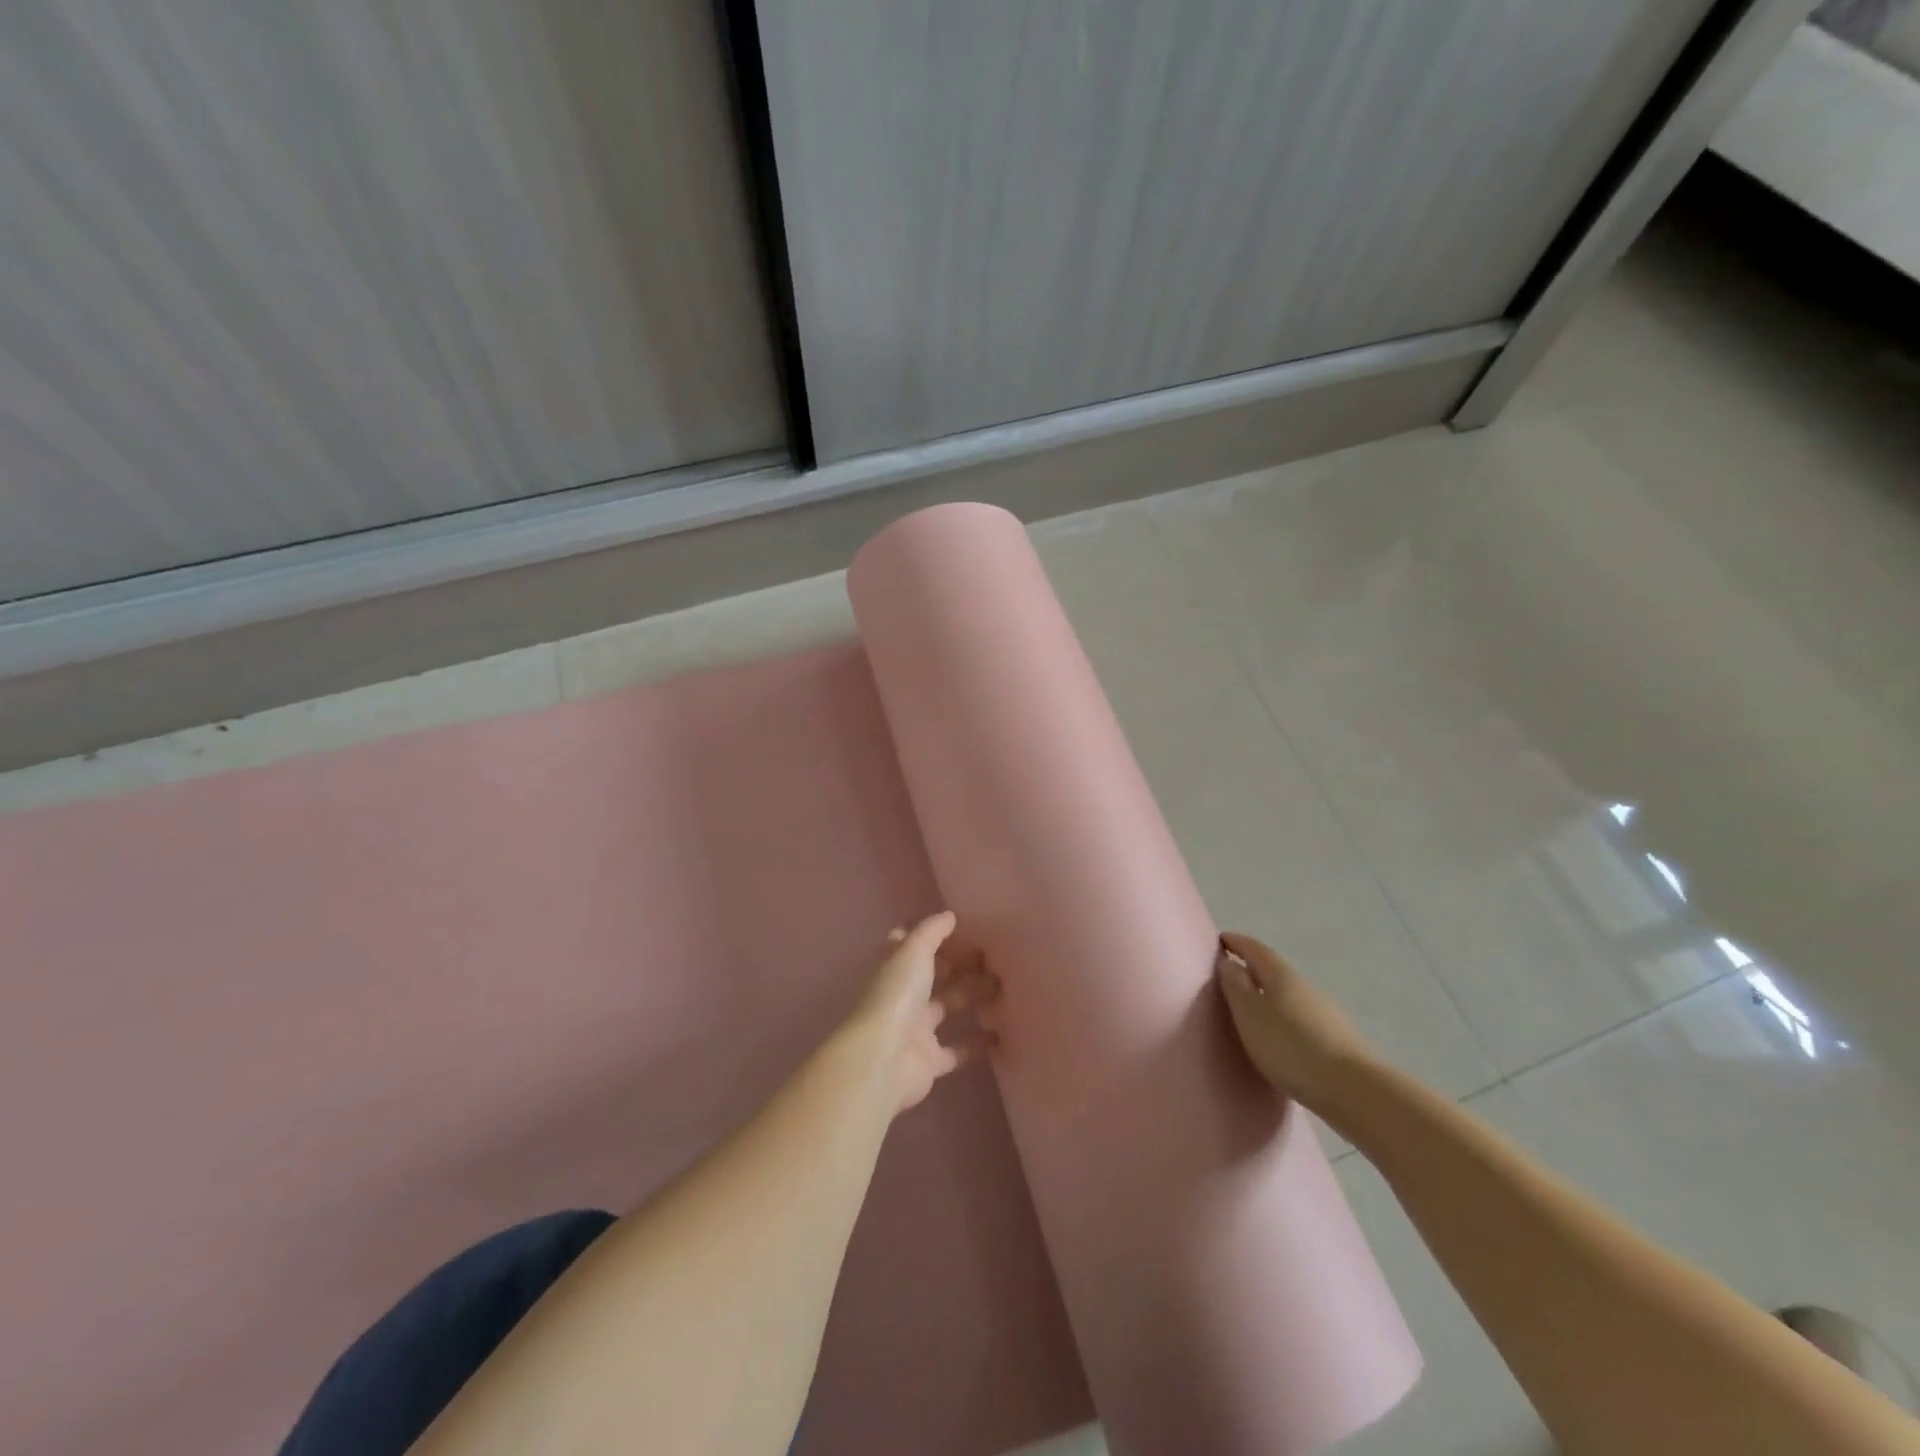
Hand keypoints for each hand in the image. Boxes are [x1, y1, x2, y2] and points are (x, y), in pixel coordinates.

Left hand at [846, 912, 999, 1112]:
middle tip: (992, 958)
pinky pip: (957, 1049)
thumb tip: (949, 916)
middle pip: (934, 975)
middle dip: (960, 965)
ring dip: (973, 996)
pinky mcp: (929, 1061)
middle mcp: (902, 995)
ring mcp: (915, 1029)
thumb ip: (932, 930)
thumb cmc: (896, 995)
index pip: (910, 945)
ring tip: (1002, 986)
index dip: (932, 936)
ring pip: (948, 1007)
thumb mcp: (913, 950)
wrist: (882, 1059)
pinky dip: (977, 1043)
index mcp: (893, 967)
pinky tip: (1001, 1033)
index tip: (962, 929)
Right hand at [1216, 931, 1374, 1113]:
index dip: (1235, 942)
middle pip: (1273, 970)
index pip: (1254, 948)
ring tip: (1251, 1012)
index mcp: (1281, 974)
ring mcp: (1325, 1011)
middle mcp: (1304, 985)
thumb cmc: (1291, 1047)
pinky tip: (1280, 1037)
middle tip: (1229, 979)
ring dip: (1268, 996)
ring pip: (1288, 995)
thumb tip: (1228, 962)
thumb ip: (1235, 986)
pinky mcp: (1336, 1038)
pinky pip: (1300, 1017)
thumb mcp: (1250, 1014)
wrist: (1355, 1090)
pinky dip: (1284, 1018)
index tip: (1219, 940)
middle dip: (1251, 970)